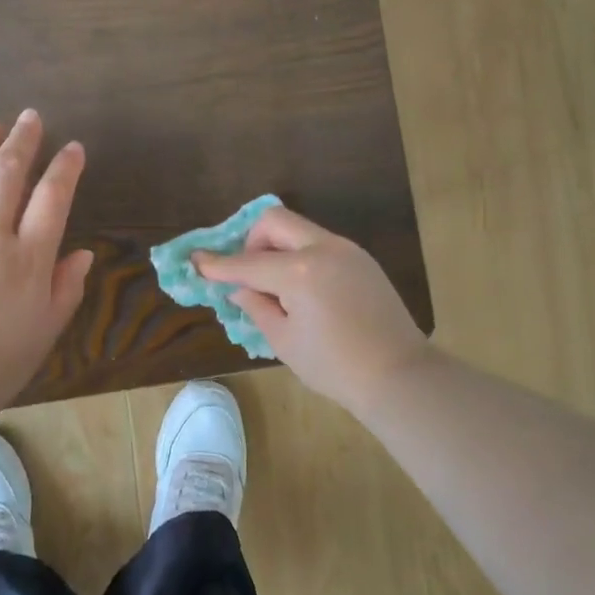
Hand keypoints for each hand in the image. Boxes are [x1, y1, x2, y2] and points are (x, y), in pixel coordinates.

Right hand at [195, 205, 429, 415]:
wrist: (397, 374)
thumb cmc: (334, 366)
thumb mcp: (284, 341)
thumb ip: (256, 306)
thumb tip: (239, 288)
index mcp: (300, 272)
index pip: (247, 263)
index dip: (217, 265)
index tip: (196, 260)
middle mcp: (323, 248)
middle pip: (274, 221)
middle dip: (251, 241)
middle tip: (248, 274)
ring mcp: (347, 250)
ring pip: (299, 229)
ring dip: (277, 247)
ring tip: (275, 286)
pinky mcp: (361, 259)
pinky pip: (319, 244)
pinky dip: (300, 255)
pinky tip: (301, 288)